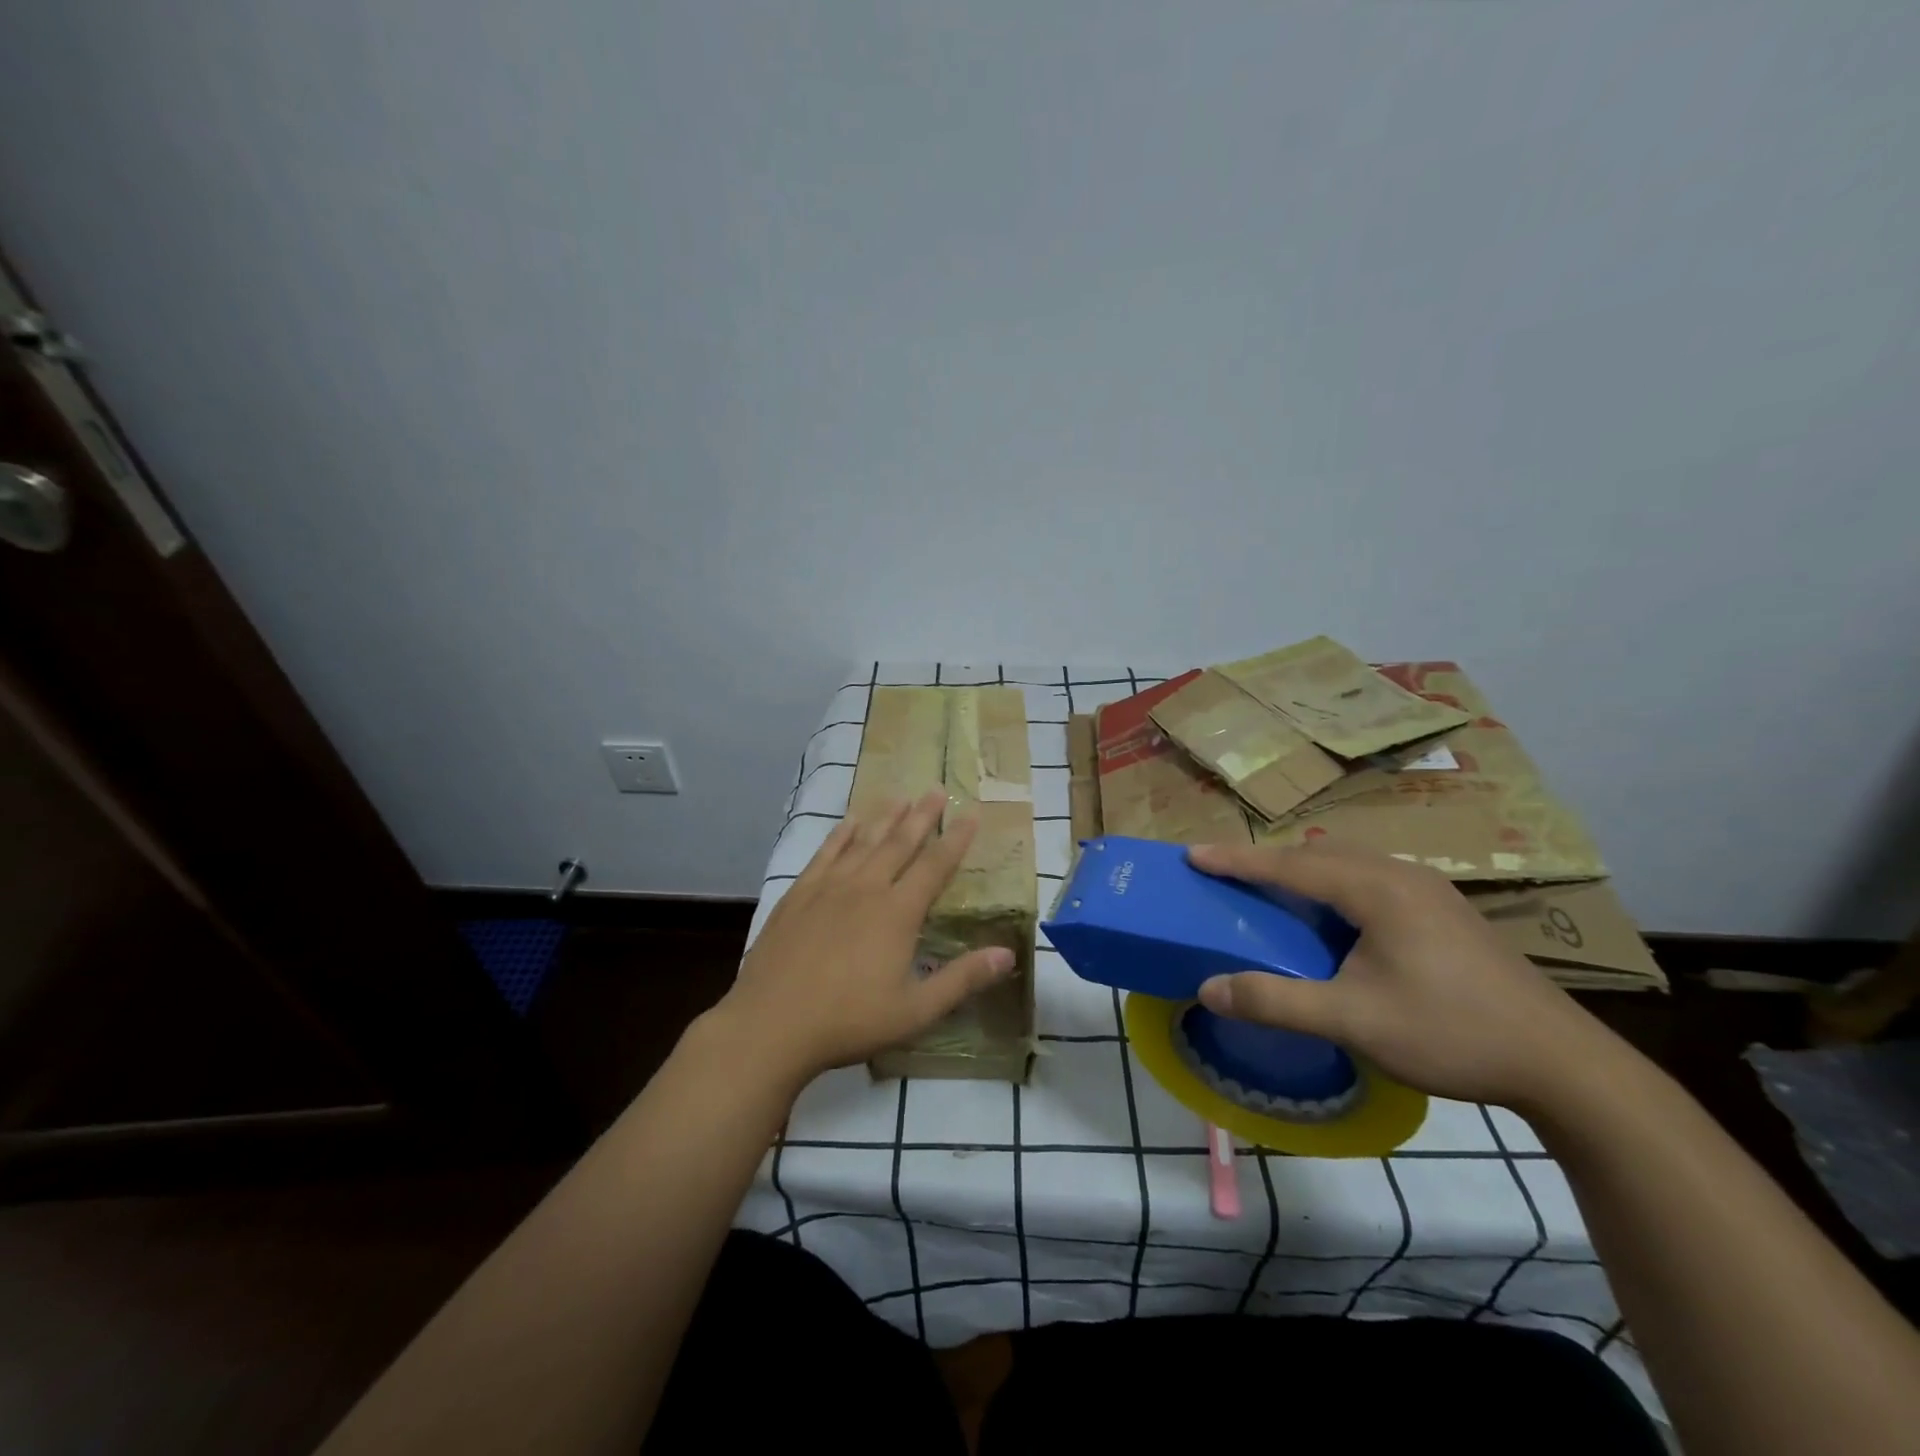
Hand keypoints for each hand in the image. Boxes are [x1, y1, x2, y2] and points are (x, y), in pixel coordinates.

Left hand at [711, 790, 1015, 1087]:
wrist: (771, 1024)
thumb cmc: (849, 1021)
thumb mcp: (916, 1010)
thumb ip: (962, 979)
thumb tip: (1008, 954)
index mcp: (898, 912)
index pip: (935, 865)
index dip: (956, 839)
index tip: (971, 813)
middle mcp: (866, 888)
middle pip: (900, 843)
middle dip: (922, 816)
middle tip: (937, 789)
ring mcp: (828, 887)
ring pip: (864, 841)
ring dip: (884, 817)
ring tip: (900, 796)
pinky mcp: (799, 894)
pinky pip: (826, 852)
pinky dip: (841, 834)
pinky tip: (849, 822)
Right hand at [1186, 841, 1607, 1109]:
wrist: (1563, 1064)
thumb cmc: (1450, 1032)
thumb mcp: (1354, 1021)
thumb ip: (1276, 1001)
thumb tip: (1208, 988)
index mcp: (1376, 889)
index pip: (1289, 864)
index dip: (1237, 860)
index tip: (1191, 855)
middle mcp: (1400, 875)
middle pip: (1316, 854)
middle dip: (1265, 860)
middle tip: (1223, 872)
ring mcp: (1428, 890)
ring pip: (1346, 863)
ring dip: (1301, 870)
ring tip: (1268, 888)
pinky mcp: (1444, 911)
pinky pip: (1369, 879)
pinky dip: (1331, 885)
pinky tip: (1331, 915)